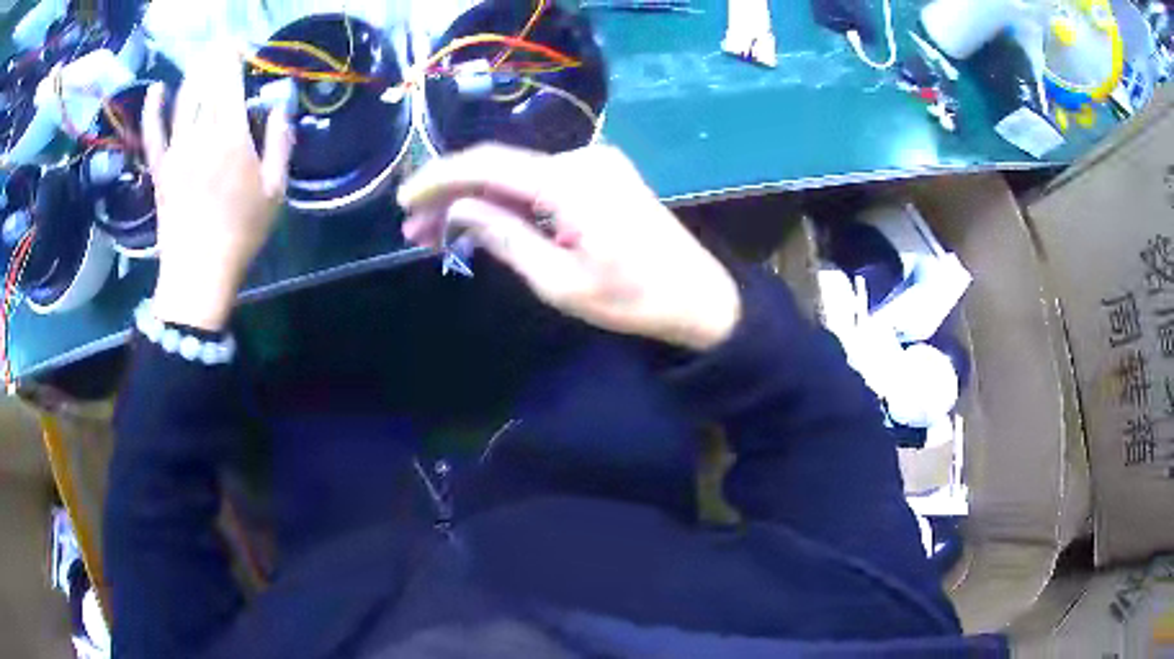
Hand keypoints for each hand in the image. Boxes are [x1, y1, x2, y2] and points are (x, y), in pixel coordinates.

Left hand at [141, 48, 293, 330]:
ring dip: (193, 76)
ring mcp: (176, 151)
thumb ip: (280, 142)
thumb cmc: (242, 232)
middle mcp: (201, 135)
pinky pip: (153, 134)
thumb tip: (281, 105)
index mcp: (232, 136)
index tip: (242, 48)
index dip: (234, 57)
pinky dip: (152, 110)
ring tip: (202, 62)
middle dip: (214, 61)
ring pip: (182, 101)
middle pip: (206, 85)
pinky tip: (156, 90)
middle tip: (223, 50)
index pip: (230, 81)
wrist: (199, 272)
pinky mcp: (160, 170)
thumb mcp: (275, 189)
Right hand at [398, 144, 740, 350]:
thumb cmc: (632, 299)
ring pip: (517, 176)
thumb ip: (505, 237)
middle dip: (452, 196)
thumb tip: (458, 209)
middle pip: (499, 168)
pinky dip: (508, 201)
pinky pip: (541, 183)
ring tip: (435, 233)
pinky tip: (481, 222)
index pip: (487, 165)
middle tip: (414, 230)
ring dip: (477, 200)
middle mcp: (580, 158)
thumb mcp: (559, 281)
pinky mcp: (601, 176)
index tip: (404, 200)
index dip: (440, 179)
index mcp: (570, 181)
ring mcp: (594, 163)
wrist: (699, 295)